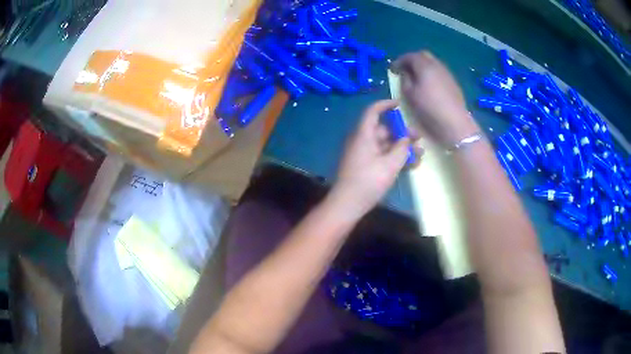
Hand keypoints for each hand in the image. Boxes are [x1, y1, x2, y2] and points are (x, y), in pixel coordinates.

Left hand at [329, 100, 421, 220]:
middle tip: (419, 138)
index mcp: (364, 135)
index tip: (400, 104)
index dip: (385, 105)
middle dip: (403, 133)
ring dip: (403, 148)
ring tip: (420, 155)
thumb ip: (401, 148)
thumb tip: (406, 139)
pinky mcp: (367, 167)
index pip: (373, 112)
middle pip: (384, 130)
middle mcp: (363, 141)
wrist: (348, 204)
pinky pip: (383, 157)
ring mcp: (365, 155)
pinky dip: (396, 159)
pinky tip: (412, 166)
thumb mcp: (390, 164)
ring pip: (386, 145)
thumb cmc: (368, 181)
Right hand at [391, 51, 479, 145]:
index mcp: (424, 66)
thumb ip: (405, 79)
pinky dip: (432, 74)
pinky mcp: (453, 83)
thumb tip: (405, 73)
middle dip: (413, 60)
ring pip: (433, 63)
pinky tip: (429, 86)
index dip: (400, 61)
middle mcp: (437, 65)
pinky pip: (440, 72)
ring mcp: (447, 73)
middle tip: (405, 71)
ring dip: (423, 67)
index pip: (410, 56)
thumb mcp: (410, 95)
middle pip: (423, 55)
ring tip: (417, 78)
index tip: (393, 69)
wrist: (455, 123)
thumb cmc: (429, 108)